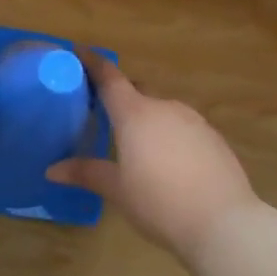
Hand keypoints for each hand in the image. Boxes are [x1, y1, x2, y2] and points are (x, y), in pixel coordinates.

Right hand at [47, 53, 257, 259]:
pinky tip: (170, 163)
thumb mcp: (117, 190)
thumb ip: (86, 173)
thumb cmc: (159, 203)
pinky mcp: (214, 138)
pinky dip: (170, 135)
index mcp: (135, 114)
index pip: (110, 78)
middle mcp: (165, 108)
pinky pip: (184, 128)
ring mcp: (194, 121)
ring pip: (162, 110)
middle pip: (137, 92)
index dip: (93, 63)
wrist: (224, 223)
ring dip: (147, 119)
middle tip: (104, 113)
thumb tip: (53, 170)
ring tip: (138, 145)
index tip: (80, 52)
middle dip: (121, 97)